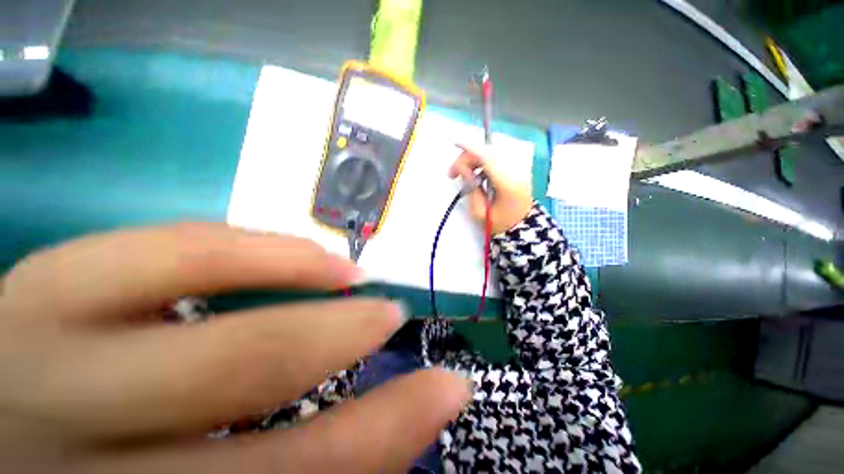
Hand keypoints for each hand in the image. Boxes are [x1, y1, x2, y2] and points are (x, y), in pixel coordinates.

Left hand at [0, 224, 469, 472]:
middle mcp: (71, 419)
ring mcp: (43, 334)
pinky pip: (164, 244)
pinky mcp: (43, 283)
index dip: (392, 430)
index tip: (451, 388)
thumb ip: (289, 466)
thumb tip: (380, 429)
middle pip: (243, 372)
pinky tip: (294, 252)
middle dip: (346, 337)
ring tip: (355, 277)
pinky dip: (245, 245)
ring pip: (192, 280)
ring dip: (298, 276)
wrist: (10, 439)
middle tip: (399, 315)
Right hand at [449, 143, 533, 234]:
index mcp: (509, 184)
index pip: (489, 159)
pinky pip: (496, 155)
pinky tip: (475, 172)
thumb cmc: (499, 222)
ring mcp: (520, 167)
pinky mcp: (518, 166)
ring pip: (492, 152)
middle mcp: (517, 171)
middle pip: (488, 152)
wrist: (522, 224)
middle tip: (452, 173)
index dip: (472, 149)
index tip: (455, 142)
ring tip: (462, 174)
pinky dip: (482, 160)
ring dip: (474, 158)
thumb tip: (463, 168)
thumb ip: (470, 188)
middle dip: (467, 157)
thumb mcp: (479, 211)